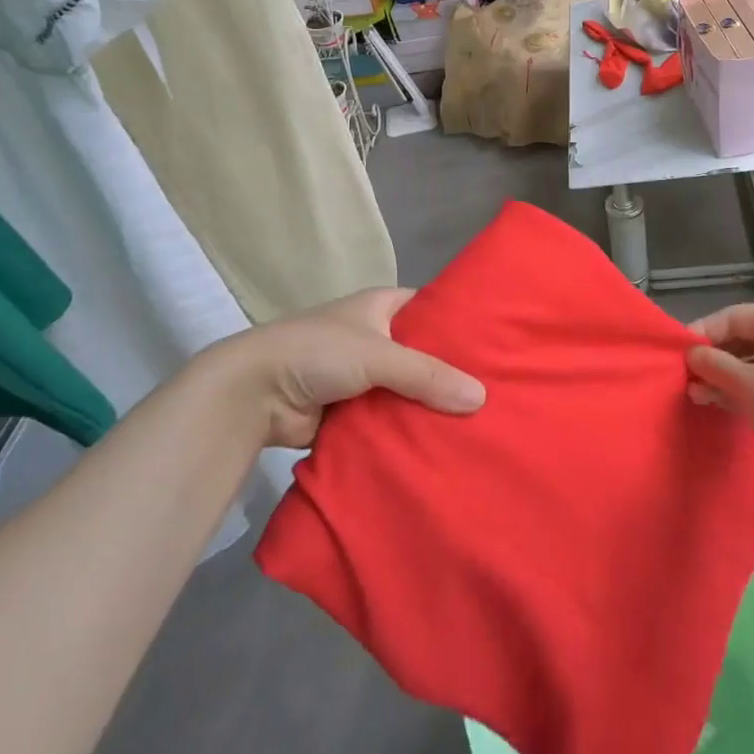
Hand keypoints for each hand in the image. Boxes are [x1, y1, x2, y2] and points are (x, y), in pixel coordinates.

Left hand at [222, 288, 486, 447]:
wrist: (254, 394)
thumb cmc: (318, 352)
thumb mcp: (378, 354)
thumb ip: (428, 375)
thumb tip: (482, 398)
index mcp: (382, 307)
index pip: (433, 311)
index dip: (462, 327)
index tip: (499, 347)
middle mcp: (376, 337)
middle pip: (424, 356)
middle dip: (452, 376)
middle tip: (499, 394)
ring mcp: (363, 376)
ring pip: (408, 391)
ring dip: (430, 408)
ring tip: (481, 425)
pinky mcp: (352, 412)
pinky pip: (390, 419)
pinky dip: (407, 431)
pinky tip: (442, 446)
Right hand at [687, 303, 753, 461]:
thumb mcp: (744, 384)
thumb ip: (714, 364)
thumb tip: (691, 355)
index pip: (735, 316)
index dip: (705, 331)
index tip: (682, 351)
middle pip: (747, 338)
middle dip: (715, 357)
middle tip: (689, 374)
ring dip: (728, 375)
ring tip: (700, 393)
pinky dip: (749, 387)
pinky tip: (724, 403)